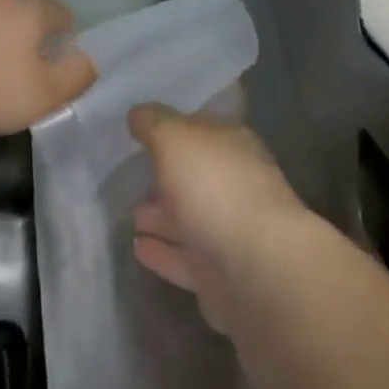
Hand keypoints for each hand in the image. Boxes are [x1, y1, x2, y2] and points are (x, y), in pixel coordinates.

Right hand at [128, 103, 312, 333]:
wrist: (257, 270)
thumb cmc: (215, 187)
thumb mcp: (175, 138)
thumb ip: (154, 123)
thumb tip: (137, 113)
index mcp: (233, 144)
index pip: (202, 127)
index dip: (175, 125)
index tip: (145, 129)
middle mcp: (235, 182)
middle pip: (196, 174)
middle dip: (167, 174)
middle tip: (132, 174)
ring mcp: (230, 231)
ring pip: (190, 217)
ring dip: (161, 215)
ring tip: (130, 213)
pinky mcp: (221, 276)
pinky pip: (184, 257)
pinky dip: (163, 252)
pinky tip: (137, 248)